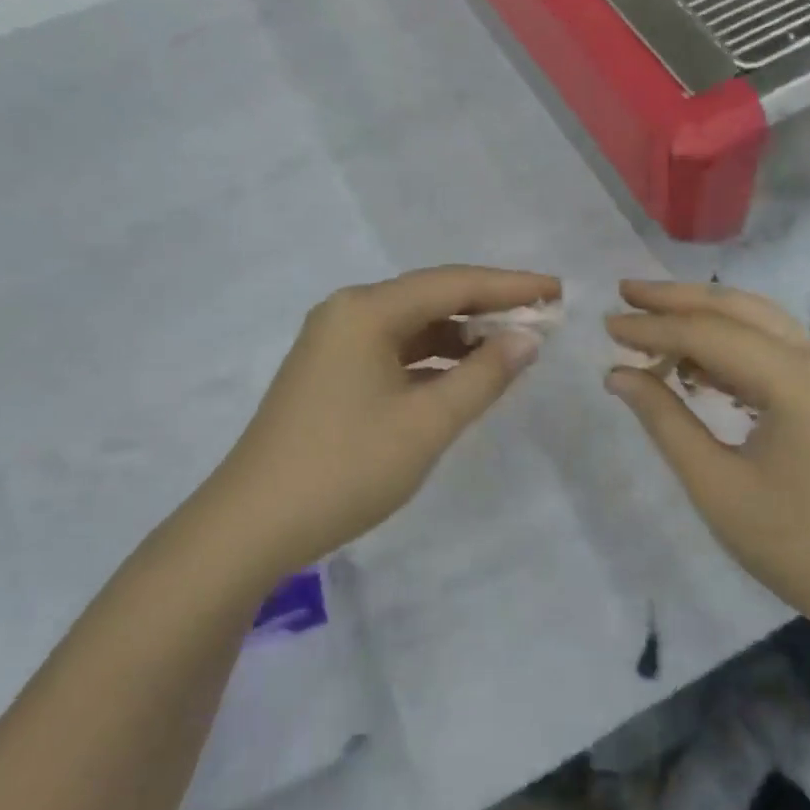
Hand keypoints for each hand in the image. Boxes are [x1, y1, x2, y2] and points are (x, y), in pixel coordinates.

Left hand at [199, 266, 559, 578]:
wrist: (252, 526)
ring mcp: (333, 345)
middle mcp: (347, 314)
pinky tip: (463, 377)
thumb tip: (528, 339)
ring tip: (512, 349)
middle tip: (542, 317)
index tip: (557, 291)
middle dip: (488, 308)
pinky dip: (432, 361)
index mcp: (366, 311)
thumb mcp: (427, 423)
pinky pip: (393, 353)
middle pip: (431, 298)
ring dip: (461, 336)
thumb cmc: (347, 468)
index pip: (453, 284)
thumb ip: (484, 375)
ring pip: (412, 327)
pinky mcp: (330, 375)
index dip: (510, 286)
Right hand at [604, 280, 809, 628]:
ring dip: (703, 318)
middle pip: (738, 309)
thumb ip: (664, 420)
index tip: (606, 324)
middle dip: (676, 299)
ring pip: (758, 321)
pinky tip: (694, 361)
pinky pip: (775, 346)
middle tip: (623, 292)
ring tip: (649, 321)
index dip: (652, 327)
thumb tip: (618, 374)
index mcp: (798, 381)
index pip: (709, 335)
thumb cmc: (795, 546)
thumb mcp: (715, 486)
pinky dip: (731, 345)